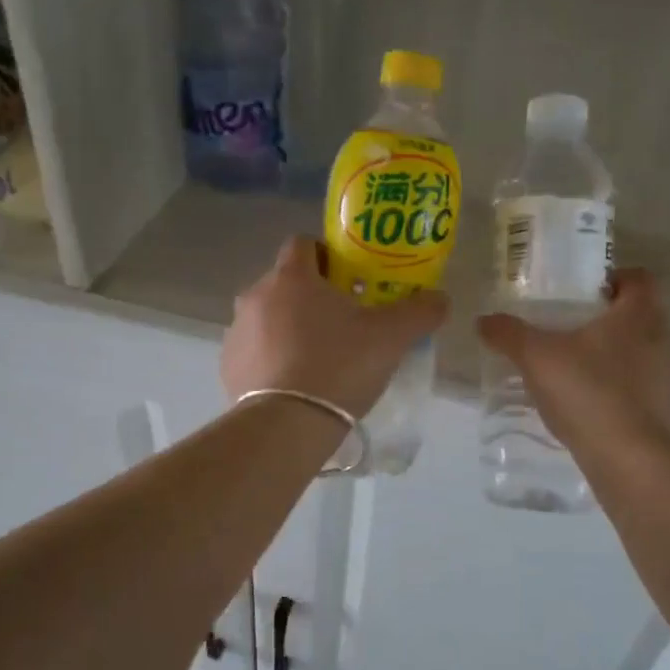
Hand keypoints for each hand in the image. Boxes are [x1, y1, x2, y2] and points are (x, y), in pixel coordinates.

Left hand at [223, 237, 448, 417]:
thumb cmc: (339, 366)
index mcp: (292, 277)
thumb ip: (420, 311)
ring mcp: (237, 332)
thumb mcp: (391, 337)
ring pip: (268, 317)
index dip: (327, 255)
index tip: (348, 279)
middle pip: (286, 283)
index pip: (303, 243)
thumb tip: (440, 298)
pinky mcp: (228, 366)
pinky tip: (294, 384)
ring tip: (318, 358)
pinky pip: (254, 351)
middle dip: (311, 296)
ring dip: (289, 328)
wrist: (287, 425)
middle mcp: (257, 295)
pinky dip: (272, 359)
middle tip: (342, 323)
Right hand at [477, 269, 669, 449]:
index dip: (615, 278)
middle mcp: (660, 339)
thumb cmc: (586, 391)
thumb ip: (509, 334)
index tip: (587, 290)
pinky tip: (588, 399)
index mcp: (636, 315)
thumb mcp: (536, 357)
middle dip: (609, 317)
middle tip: (572, 325)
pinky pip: (639, 385)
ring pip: (640, 351)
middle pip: (639, 314)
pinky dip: (618, 386)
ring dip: (614, 353)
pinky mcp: (661, 409)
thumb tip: (483, 320)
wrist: (626, 456)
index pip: (639, 279)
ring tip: (576, 364)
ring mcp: (665, 376)